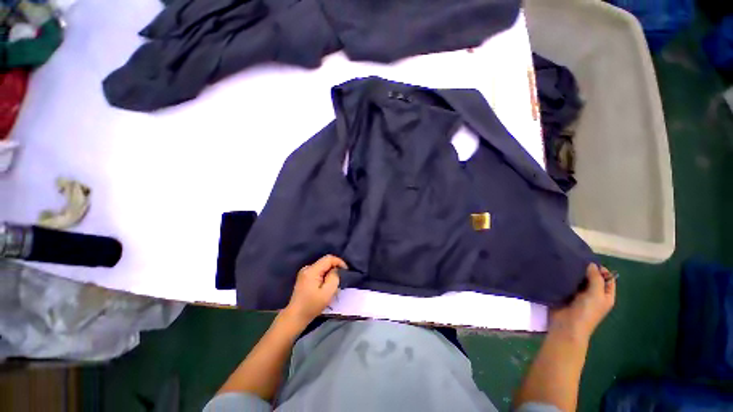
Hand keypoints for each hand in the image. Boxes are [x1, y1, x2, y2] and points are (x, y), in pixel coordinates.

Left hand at [281, 255, 346, 328]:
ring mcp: (305, 272)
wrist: (295, 317)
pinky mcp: (305, 277)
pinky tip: (326, 286)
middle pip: (325, 262)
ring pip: (323, 267)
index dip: (339, 262)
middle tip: (340, 280)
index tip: (346, 271)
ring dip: (330, 273)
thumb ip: (334, 278)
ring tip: (333, 284)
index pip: (328, 258)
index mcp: (311, 270)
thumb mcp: (327, 293)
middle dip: (335, 269)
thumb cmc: (311, 306)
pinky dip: (325, 276)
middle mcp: (307, 268)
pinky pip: (319, 271)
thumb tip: (335, 270)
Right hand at [549, 263, 615, 343]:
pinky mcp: (566, 295)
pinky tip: (559, 271)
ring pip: (579, 280)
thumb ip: (596, 279)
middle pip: (592, 278)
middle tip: (575, 260)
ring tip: (566, 263)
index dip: (602, 270)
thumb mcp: (596, 295)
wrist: (567, 325)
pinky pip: (567, 283)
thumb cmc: (586, 312)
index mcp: (606, 295)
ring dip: (574, 274)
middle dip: (586, 270)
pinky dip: (565, 278)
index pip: (608, 279)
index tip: (589, 261)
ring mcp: (579, 295)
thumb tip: (592, 264)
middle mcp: (594, 294)